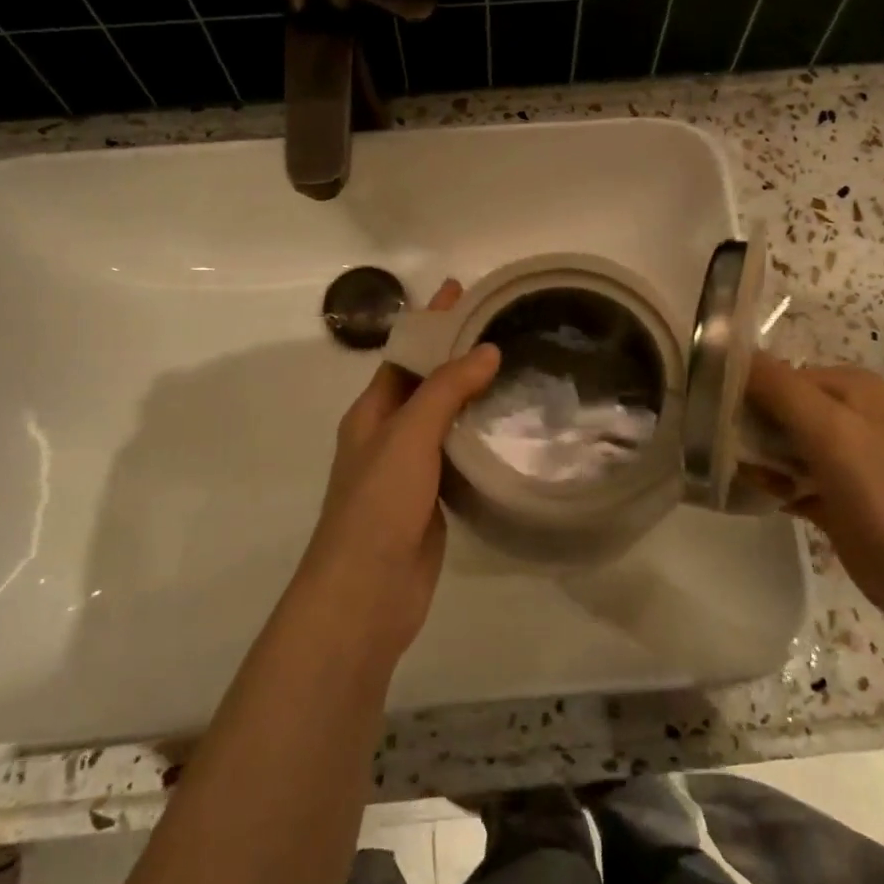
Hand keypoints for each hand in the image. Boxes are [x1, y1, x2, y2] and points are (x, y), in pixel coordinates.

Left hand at [293, 280, 499, 658]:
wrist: (367, 592)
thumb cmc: (379, 504)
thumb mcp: (408, 436)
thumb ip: (445, 391)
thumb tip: (486, 350)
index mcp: (371, 412)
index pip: (404, 353)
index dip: (431, 322)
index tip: (462, 291)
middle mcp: (387, 435)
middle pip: (424, 383)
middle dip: (455, 353)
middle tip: (503, 327)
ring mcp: (409, 471)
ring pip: (442, 420)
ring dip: (470, 395)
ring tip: (515, 369)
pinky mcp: (432, 501)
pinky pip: (456, 456)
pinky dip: (477, 437)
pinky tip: (507, 429)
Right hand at [744, 353, 883, 627]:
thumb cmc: (883, 494)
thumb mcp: (829, 430)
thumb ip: (779, 388)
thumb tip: (726, 350)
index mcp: (848, 387)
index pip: (776, 374)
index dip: (740, 390)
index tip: (706, 414)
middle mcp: (844, 414)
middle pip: (773, 408)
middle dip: (745, 427)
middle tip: (717, 448)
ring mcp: (840, 458)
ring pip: (777, 445)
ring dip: (754, 458)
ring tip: (737, 473)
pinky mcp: (833, 495)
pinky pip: (786, 479)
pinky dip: (769, 485)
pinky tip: (755, 494)